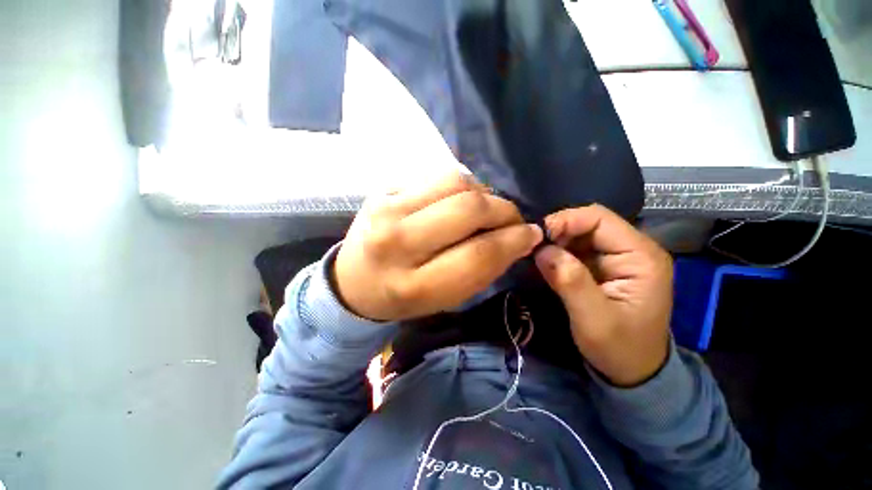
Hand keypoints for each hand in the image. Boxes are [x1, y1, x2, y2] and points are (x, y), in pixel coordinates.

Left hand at [334, 172, 542, 321]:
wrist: (353, 281)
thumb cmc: (401, 298)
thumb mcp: (443, 300)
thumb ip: (481, 270)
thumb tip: (518, 238)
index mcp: (412, 284)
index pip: (477, 255)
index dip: (513, 241)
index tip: (532, 235)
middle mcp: (396, 242)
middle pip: (468, 209)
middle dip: (503, 210)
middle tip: (513, 219)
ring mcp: (386, 208)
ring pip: (456, 182)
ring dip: (484, 193)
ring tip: (486, 209)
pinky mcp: (384, 189)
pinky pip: (437, 176)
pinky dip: (461, 186)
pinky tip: (460, 201)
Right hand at [535, 205, 672, 386]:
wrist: (633, 370)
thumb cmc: (620, 349)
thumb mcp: (594, 320)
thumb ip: (571, 282)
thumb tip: (543, 250)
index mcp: (641, 256)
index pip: (599, 218)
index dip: (566, 221)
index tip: (538, 238)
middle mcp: (632, 249)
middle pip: (588, 223)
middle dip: (558, 232)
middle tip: (534, 249)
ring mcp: (617, 257)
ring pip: (579, 234)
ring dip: (556, 242)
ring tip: (537, 257)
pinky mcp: (603, 266)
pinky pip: (576, 249)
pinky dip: (558, 252)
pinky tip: (546, 263)